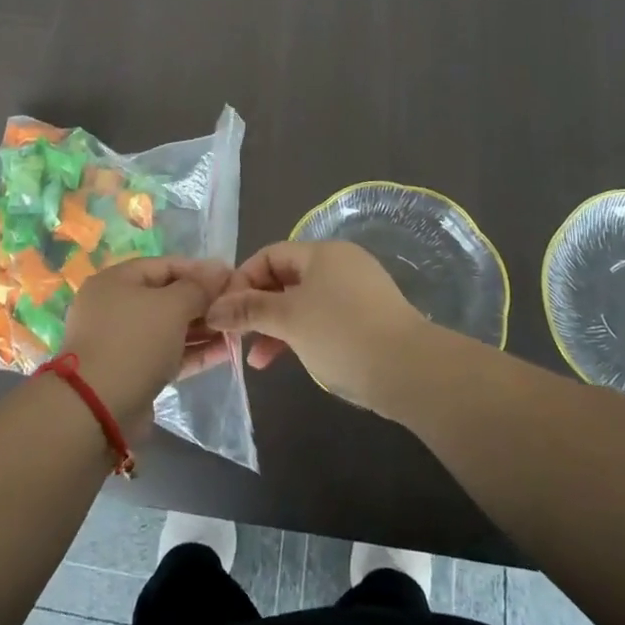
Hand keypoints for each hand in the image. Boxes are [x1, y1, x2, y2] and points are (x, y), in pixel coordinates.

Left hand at [59, 257, 232, 428]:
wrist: (97, 409)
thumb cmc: (134, 342)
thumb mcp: (172, 306)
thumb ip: (199, 287)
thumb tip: (220, 269)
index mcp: (116, 280)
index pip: (165, 265)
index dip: (200, 270)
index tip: (231, 279)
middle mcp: (115, 306)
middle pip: (167, 297)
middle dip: (203, 302)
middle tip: (236, 307)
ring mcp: (122, 341)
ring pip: (169, 328)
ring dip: (202, 328)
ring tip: (236, 330)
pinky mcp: (132, 371)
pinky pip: (167, 353)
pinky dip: (193, 351)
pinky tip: (225, 352)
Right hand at [203, 240, 434, 410]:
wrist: (409, 370)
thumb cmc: (341, 333)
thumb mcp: (288, 319)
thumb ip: (248, 310)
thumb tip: (214, 309)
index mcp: (321, 253)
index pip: (270, 255)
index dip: (242, 280)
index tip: (224, 312)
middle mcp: (340, 264)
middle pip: (285, 278)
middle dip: (257, 308)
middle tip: (236, 336)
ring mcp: (357, 292)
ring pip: (302, 302)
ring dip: (276, 327)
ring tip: (257, 360)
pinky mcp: (367, 319)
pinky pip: (323, 319)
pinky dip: (301, 335)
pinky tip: (289, 360)